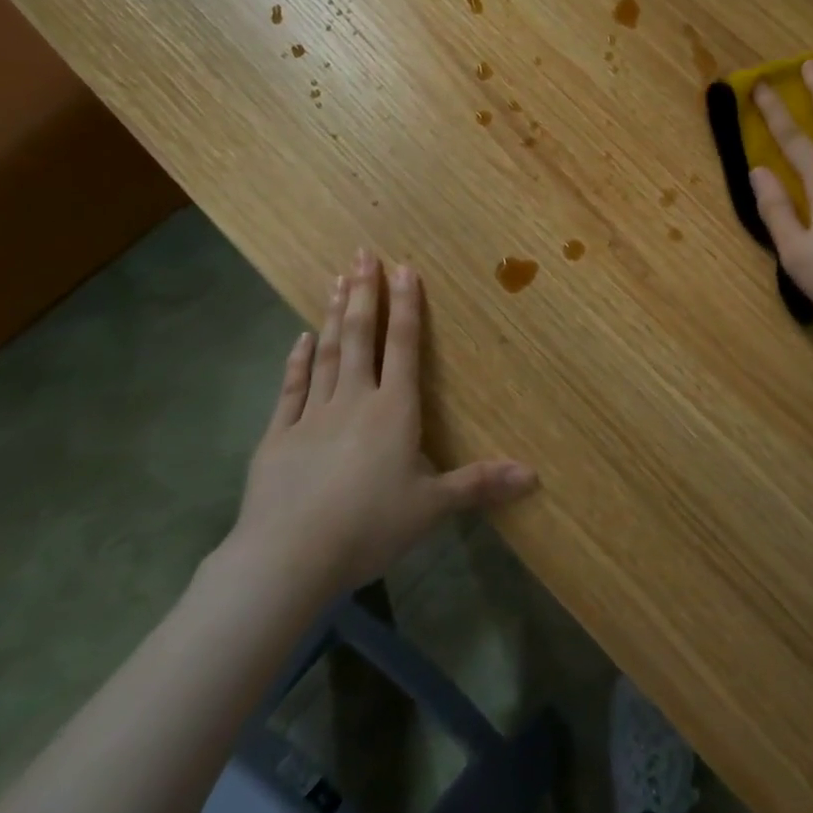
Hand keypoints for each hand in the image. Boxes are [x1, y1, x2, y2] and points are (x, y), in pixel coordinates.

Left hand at [220, 248, 536, 603]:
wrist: (286, 558)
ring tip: (336, 280)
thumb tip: (534, 475)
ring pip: (328, 353)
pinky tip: (300, 338)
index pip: (404, 347)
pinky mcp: (278, 437)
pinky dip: (297, 360)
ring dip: (334, 315)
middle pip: (361, 337)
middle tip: (362, 254)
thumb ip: (479, 484)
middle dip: (365, 294)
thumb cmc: (368, 527)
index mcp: (394, 411)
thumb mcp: (432, 508)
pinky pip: (291, 388)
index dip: (407, 305)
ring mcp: (312, 415)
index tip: (404, 267)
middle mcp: (355, 400)